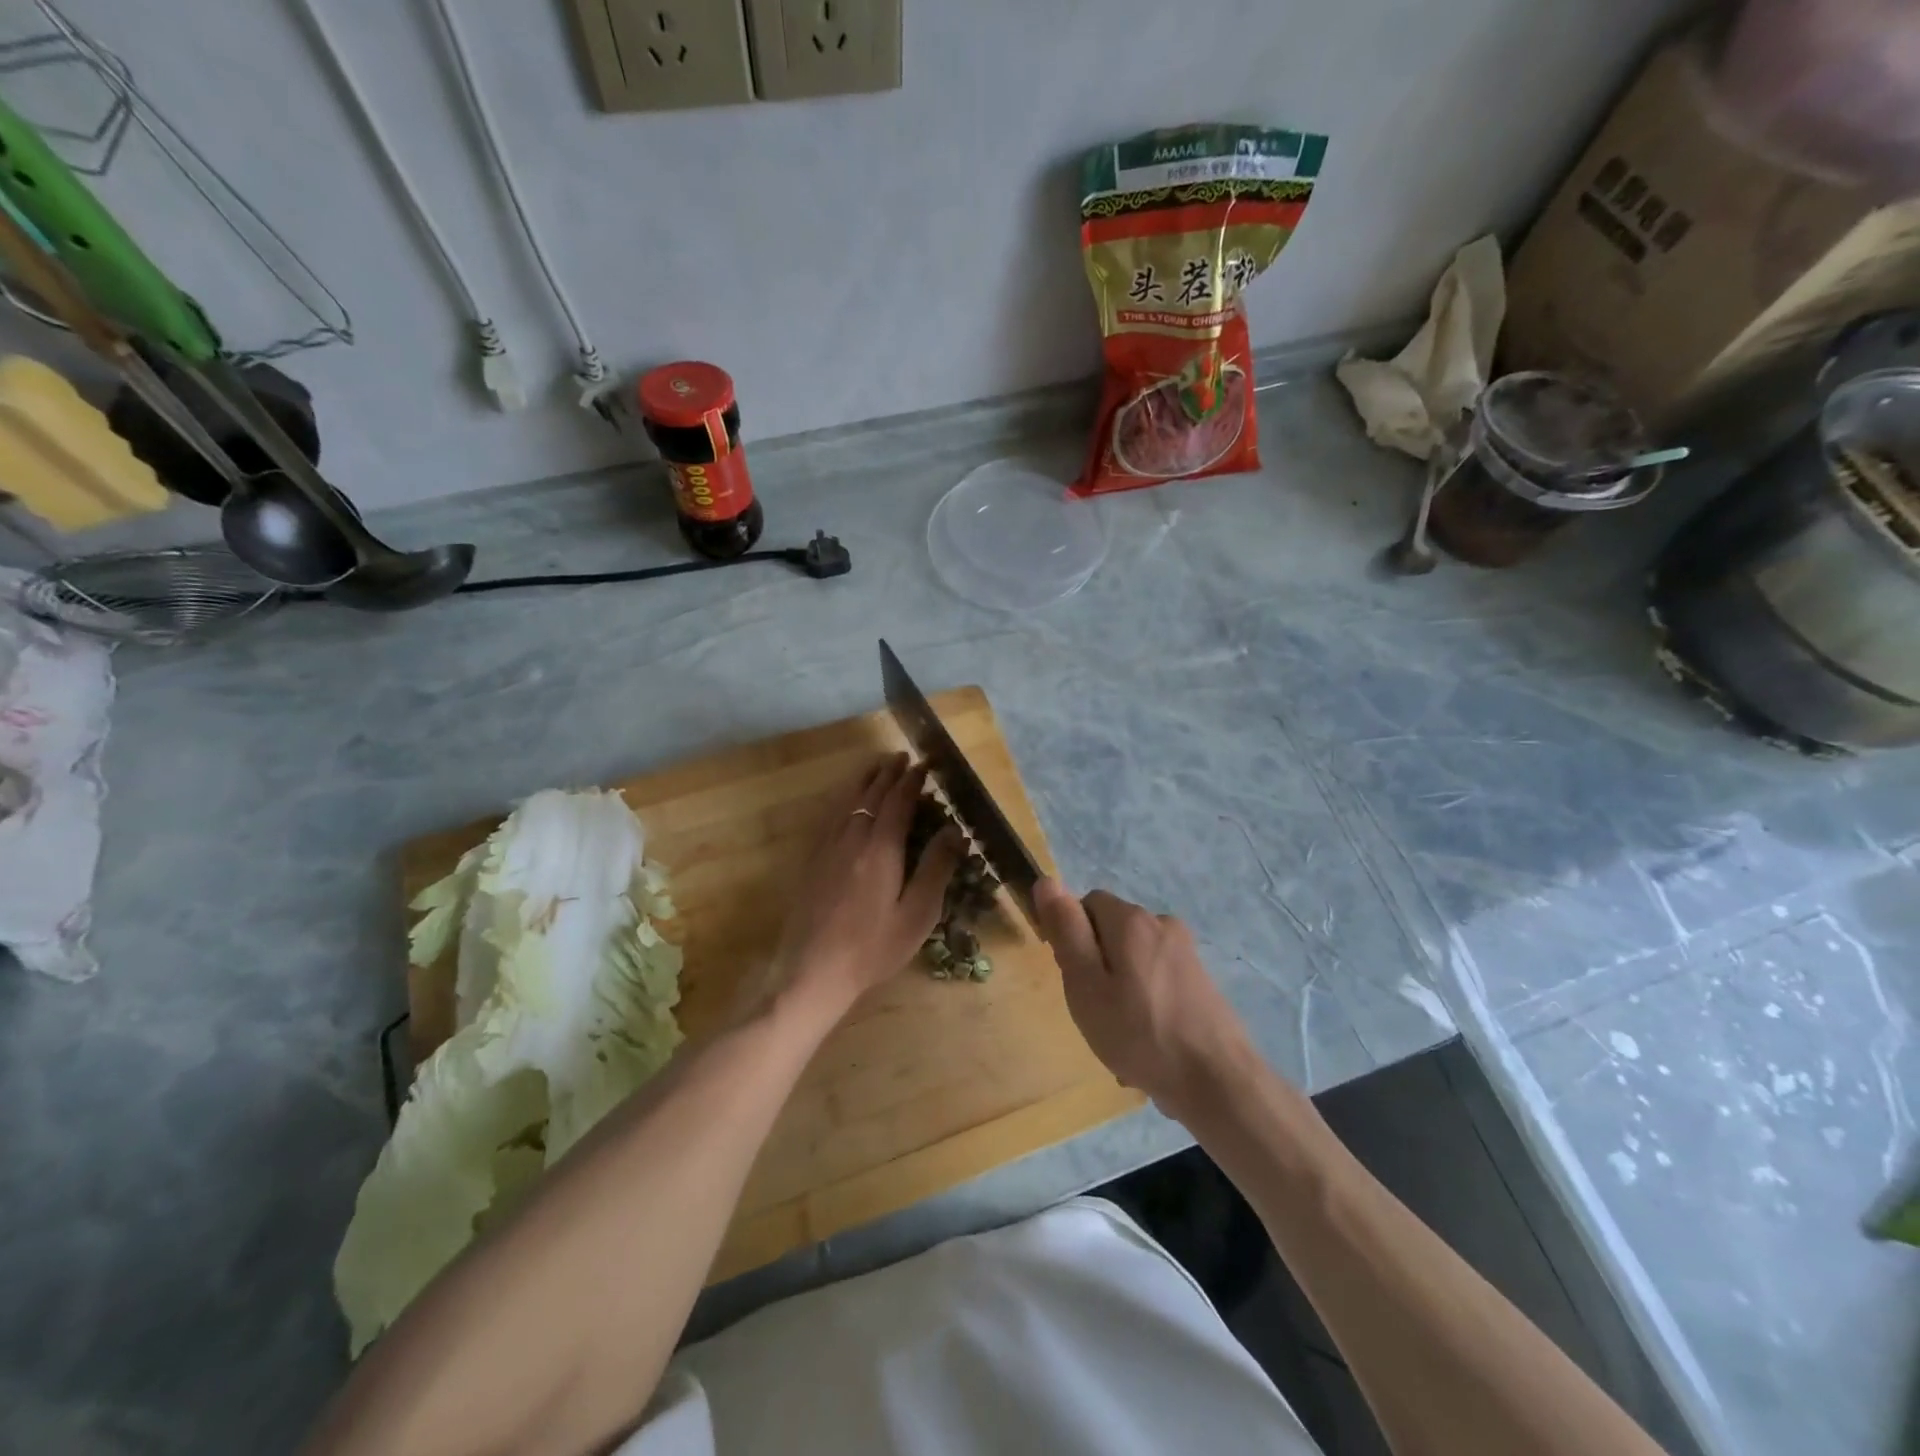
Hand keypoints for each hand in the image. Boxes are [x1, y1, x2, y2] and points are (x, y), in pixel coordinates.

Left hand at [763, 753, 962, 1023]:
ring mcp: (827, 848)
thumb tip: (955, 829)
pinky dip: (843, 799)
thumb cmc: (873, 948)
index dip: (913, 780)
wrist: (812, 972)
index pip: (898, 801)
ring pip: (846, 801)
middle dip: (889, 773)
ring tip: (877, 767)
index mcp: (880, 848)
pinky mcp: (812, 861)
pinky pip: (830, 816)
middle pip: (871, 794)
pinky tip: (845, 802)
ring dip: (864, 780)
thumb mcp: (917, 913)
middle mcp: (852, 838)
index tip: (925, 764)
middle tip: (903, 757)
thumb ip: (936, 868)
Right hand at [1034, 879, 1256, 1121]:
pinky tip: (1149, 1043)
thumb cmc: (1140, 1033)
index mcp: (1131, 919)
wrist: (1219, 1082)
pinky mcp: (1201, 980)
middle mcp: (1162, 923)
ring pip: (1134, 959)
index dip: (1073, 938)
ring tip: (1122, 1037)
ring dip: (1121, 989)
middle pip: (1112, 932)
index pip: (1086, 904)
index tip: (1076, 979)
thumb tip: (1047, 881)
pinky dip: (1147, 1004)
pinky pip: (1157, 981)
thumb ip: (1066, 931)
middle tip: (1096, 1012)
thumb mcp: (1086, 984)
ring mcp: (1186, 952)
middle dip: (1098, 965)